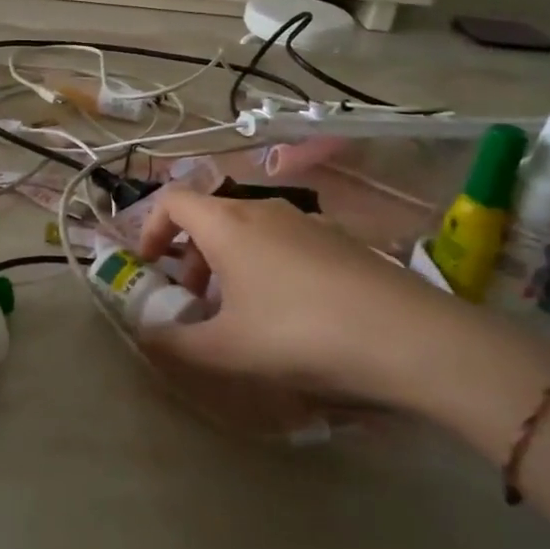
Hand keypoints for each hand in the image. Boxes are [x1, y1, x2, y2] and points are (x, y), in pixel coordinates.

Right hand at [136, 189, 457, 405]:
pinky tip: (290, 313)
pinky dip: (266, 265)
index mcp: (227, 222)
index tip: (149, 266)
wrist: (404, 334)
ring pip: (248, 229)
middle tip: (195, 302)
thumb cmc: (297, 333)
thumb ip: (174, 342)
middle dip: (191, 255)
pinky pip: (284, 241)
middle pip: (210, 216)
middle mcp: (263, 208)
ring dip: (229, 263)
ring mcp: (306, 220)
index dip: (150, 227)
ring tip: (241, 313)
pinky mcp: (339, 238)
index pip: (172, 199)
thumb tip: (144, 334)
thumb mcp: (226, 349)